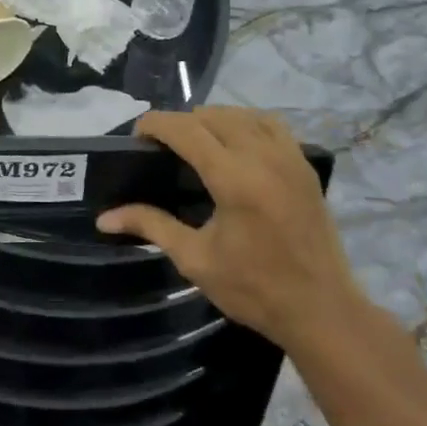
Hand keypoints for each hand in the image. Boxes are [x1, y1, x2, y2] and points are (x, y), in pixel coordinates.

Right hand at [97, 108, 361, 349]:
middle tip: (161, 147)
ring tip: (194, 143)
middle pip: (212, 116)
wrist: (322, 310)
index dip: (156, 123)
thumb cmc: (254, 290)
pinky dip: (245, 123)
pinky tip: (234, 144)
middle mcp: (263, 156)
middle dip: (181, 122)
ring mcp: (289, 157)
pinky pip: (270, 124)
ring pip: (242, 114)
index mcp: (234, 178)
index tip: (136, 134)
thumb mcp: (195, 260)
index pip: (186, 129)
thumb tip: (104, 218)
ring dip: (213, 119)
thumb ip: (151, 226)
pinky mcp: (304, 165)